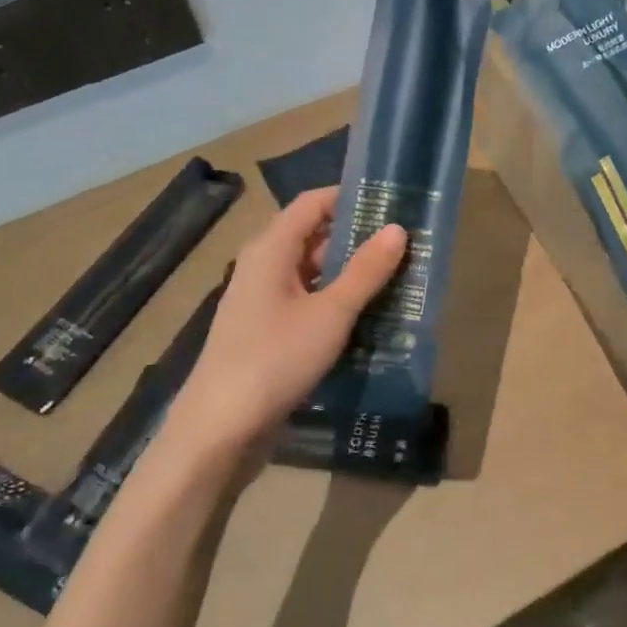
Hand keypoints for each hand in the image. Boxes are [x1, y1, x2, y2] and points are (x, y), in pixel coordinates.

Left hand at [167, 187, 407, 453]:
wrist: (220, 428)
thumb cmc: (275, 359)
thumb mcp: (330, 313)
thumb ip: (365, 271)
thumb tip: (397, 229)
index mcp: (271, 249)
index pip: (312, 203)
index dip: (350, 197)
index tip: (391, 202)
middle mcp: (263, 266)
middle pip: (313, 236)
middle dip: (358, 238)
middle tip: (405, 244)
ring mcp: (263, 300)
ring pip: (313, 272)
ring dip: (350, 273)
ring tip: (397, 277)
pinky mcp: (267, 331)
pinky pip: (307, 301)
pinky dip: (336, 301)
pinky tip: (368, 316)